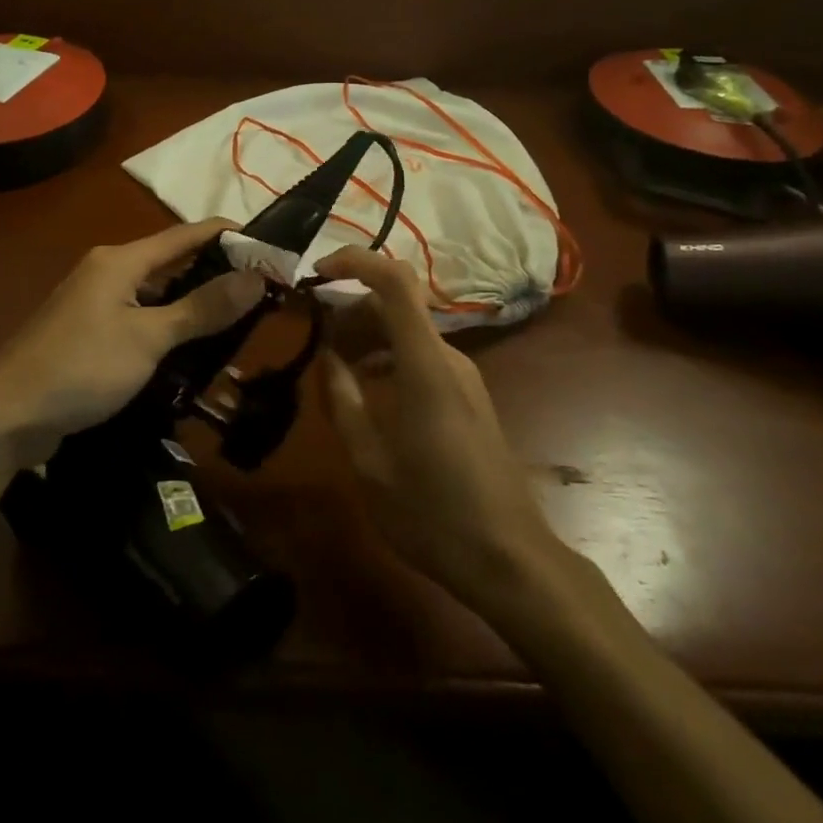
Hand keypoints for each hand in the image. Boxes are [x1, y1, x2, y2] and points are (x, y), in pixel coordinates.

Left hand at [0, 219, 266, 468]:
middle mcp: (109, 272)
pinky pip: (141, 324)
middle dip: (217, 278)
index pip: (187, 235)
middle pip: (173, 266)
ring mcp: (97, 304)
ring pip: (158, 299)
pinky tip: (193, 356)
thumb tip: (256, 276)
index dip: (229, 237)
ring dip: (194, 311)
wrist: (6, 415)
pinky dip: (169, 334)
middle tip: (263, 297)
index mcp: (121, 260)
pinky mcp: (90, 335)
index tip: (270, 250)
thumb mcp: (149, 338)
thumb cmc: (81, 366)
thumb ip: (203, 307)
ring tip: (238, 328)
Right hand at [315, 246, 569, 611]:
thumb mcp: (369, 461)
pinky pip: (421, 355)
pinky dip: (387, 356)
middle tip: (313, 339)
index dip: (356, 262)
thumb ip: (343, 399)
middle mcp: (449, 357)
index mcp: (425, 364)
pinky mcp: (468, 395)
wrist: (509, 559)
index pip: (395, 281)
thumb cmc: (432, 513)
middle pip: (396, 305)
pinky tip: (366, 388)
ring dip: (367, 335)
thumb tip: (327, 356)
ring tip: (333, 366)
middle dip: (350, 310)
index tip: (317, 274)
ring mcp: (463, 376)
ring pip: (407, 331)